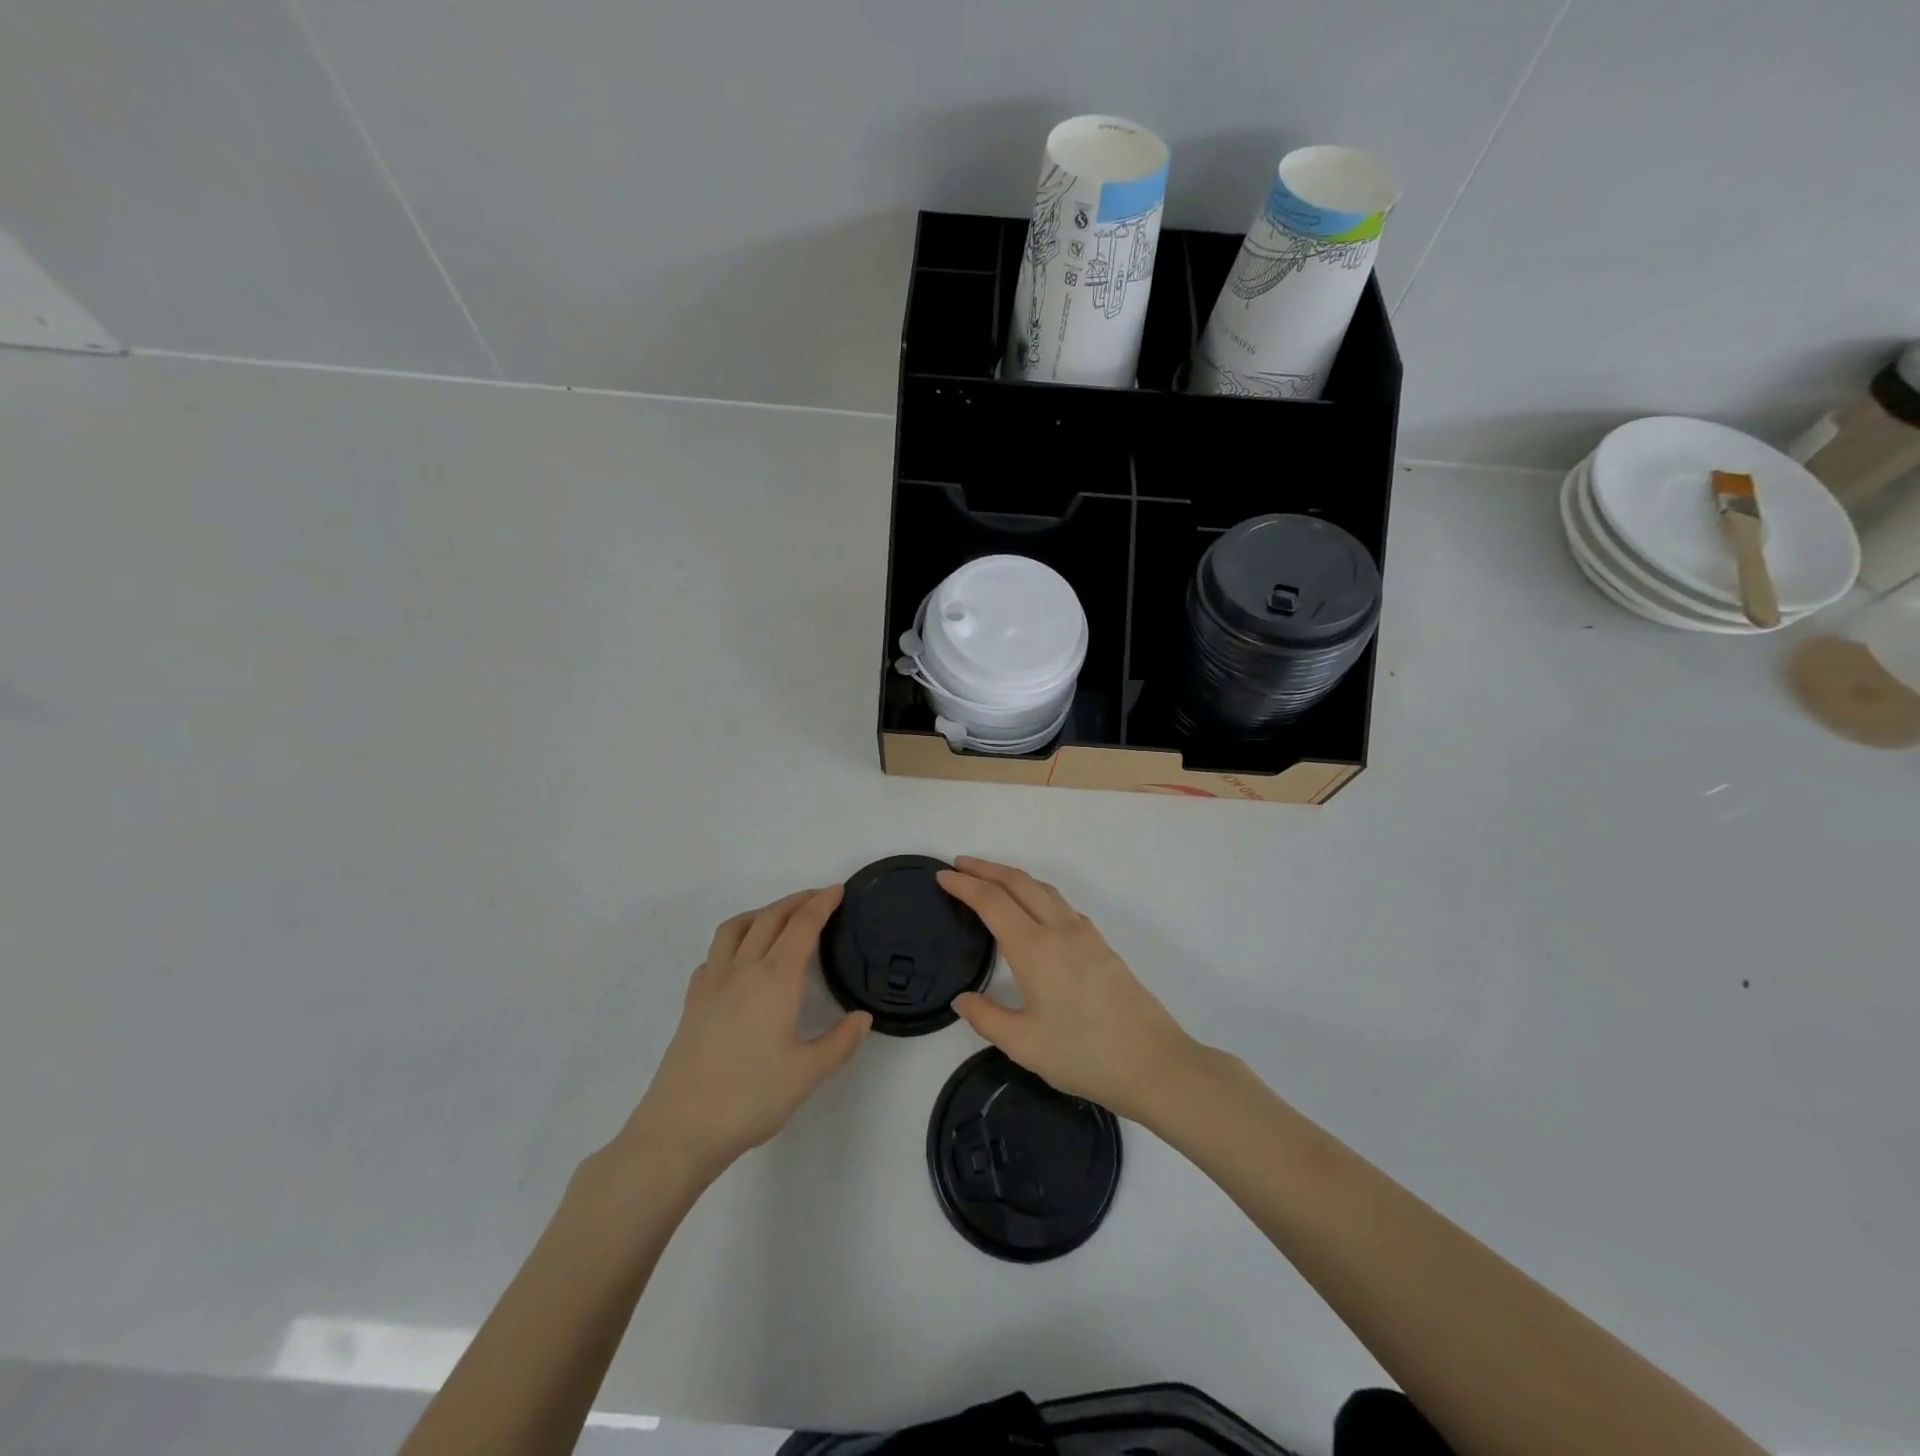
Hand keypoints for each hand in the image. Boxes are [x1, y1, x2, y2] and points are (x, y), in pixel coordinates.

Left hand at [613, 887, 869, 1180]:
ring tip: (779, 917)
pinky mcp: (693, 1001)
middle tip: (819, 898)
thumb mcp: (808, 1074)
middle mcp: (742, 970)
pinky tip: (741, 960)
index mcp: (775, 980)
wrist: (680, 1128)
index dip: (822, 903)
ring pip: (736, 927)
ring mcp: (712, 983)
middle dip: (797, 901)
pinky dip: (734, 940)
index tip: (838, 889)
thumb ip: (840, 1042)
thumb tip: (863, 1018)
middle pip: (770, 918)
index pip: (802, 926)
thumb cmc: (750, 1098)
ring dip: (762, 912)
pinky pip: (715, 953)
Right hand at [939, 857, 1199, 1122]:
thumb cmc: (1084, 1055)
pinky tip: (1035, 912)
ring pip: (1044, 890)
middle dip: (987, 868)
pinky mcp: (1102, 946)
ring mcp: (1085, 935)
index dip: (965, 885)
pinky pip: (1062, 905)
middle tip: (960, 864)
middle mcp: (1059, 930)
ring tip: (991, 880)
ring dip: (1013, 877)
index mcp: (1034, 948)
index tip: (942, 876)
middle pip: (1019, 883)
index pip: (992, 902)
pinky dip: (1037, 894)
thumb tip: (961, 999)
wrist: (1154, 1063)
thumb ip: (987, 1018)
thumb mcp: (1024, 1045)